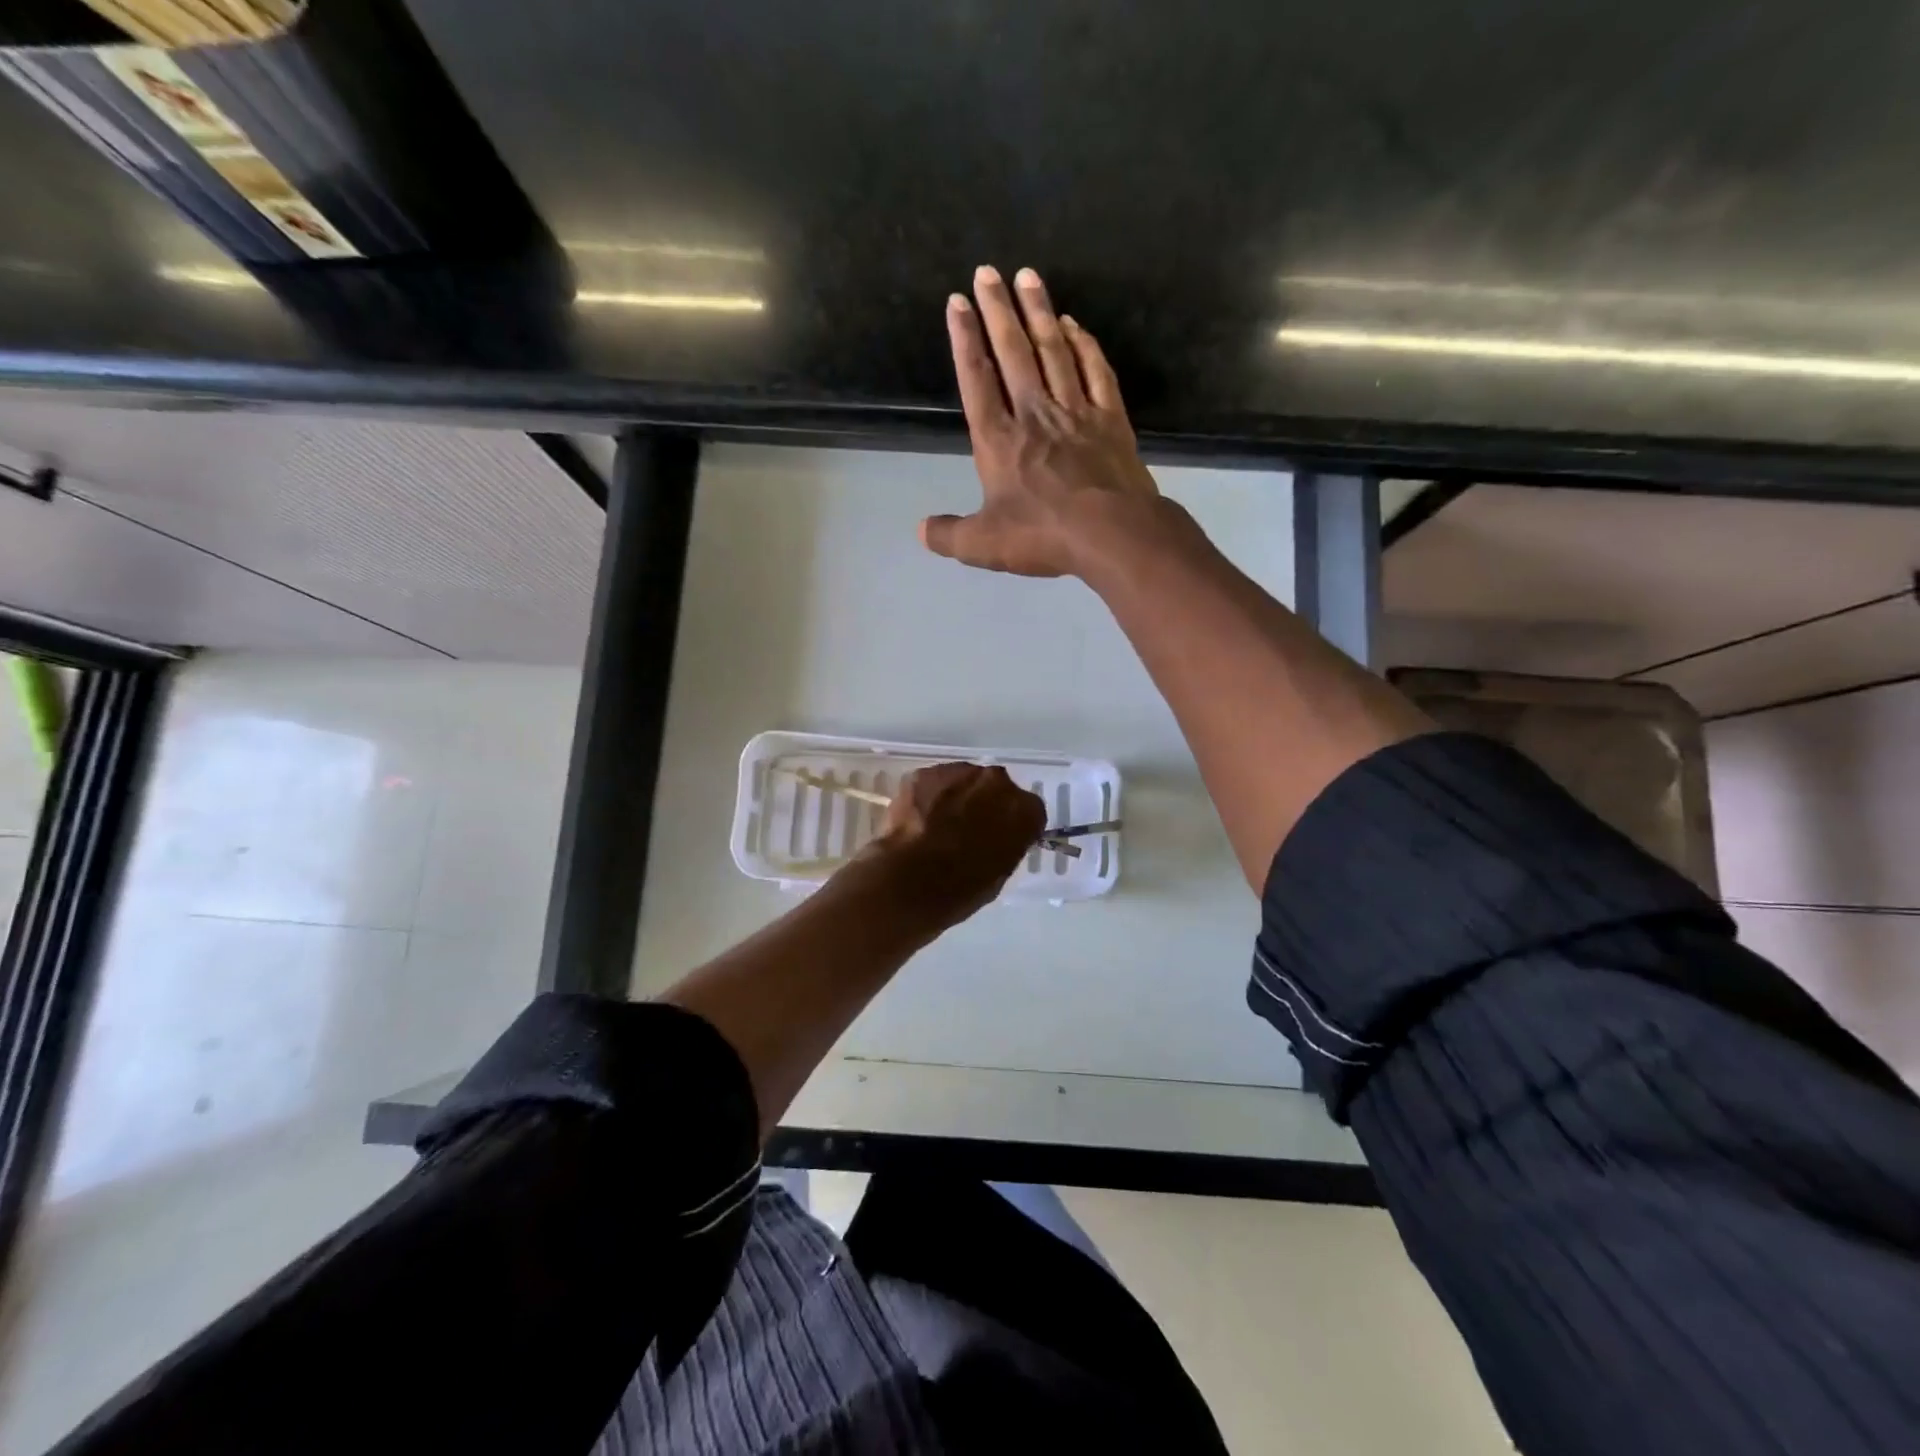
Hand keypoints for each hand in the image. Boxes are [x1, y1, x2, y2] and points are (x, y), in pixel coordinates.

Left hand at [853, 762, 1046, 928]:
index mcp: (1024, 811)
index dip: (1012, 824)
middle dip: (984, 804)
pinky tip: (917, 820)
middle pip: (995, 788)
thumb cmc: (960, 890)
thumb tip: (995, 838)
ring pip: (963, 781)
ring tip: (937, 824)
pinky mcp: (925, 773)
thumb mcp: (999, 873)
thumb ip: (1005, 845)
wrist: (908, 882)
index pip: (1028, 811)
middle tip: (966, 829)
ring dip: (956, 797)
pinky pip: (933, 783)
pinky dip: (928, 797)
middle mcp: (997, 782)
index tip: (999, 838)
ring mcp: (959, 773)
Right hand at [922, 265, 1162, 577]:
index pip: (977, 381)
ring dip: (1039, 312)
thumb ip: (950, 535)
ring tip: (1028, 276)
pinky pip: (1095, 371)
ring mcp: (1076, 412)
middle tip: (987, 272)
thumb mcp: (984, 545)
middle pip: (1013, 353)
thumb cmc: (1043, 536)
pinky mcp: (1110, 419)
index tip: (957, 302)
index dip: (965, 340)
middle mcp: (1034, 414)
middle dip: (997, 310)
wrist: (1112, 534)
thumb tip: (922, 531)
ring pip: (1054, 351)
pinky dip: (1084, 345)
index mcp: (999, 441)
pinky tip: (1075, 325)